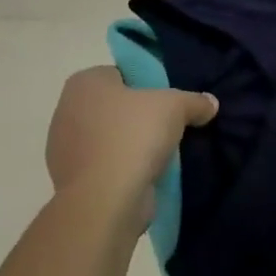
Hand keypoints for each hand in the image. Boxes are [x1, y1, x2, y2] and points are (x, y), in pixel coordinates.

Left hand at [46, 67, 217, 229]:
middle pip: (115, 107)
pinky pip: (105, 166)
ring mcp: (64, 149)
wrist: (105, 201)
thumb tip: (211, 103)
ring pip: (109, 138)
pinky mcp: (71, 181)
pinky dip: (123, 169)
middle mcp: (67, 110)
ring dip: (131, 145)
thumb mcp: (175, 107)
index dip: (147, 85)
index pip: (121, 74)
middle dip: (139, 116)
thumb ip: (194, 100)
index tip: (168, 101)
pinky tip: (146, 176)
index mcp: (84, 83)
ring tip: (161, 153)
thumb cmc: (134, 136)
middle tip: (168, 126)